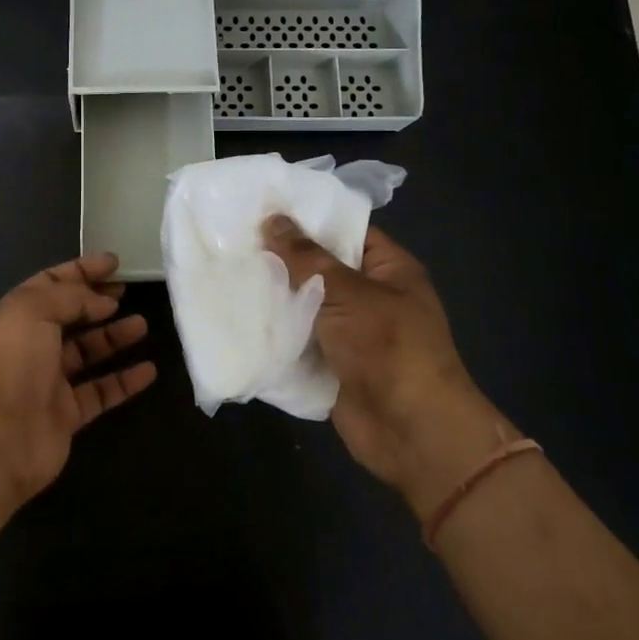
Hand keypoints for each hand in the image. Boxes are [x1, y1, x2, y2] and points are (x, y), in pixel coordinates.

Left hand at [0, 253, 157, 508]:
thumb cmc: (12, 363)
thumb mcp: (33, 310)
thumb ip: (70, 297)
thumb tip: (104, 301)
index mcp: (16, 315)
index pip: (51, 283)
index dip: (81, 270)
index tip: (114, 263)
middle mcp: (31, 345)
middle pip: (69, 316)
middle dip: (97, 301)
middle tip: (128, 290)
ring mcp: (48, 381)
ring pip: (87, 353)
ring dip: (114, 337)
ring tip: (143, 324)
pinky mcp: (66, 414)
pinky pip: (101, 391)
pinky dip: (124, 381)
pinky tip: (149, 370)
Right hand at [262, 217, 517, 519]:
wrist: (411, 432)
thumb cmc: (388, 348)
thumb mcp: (347, 292)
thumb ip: (306, 257)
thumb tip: (273, 219)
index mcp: (389, 270)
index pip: (347, 230)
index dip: (309, 219)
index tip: (264, 207)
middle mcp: (370, 297)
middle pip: (321, 269)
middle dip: (282, 258)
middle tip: (234, 238)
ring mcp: (350, 334)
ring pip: (305, 306)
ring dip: (274, 296)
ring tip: (227, 270)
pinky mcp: (331, 365)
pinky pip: (298, 340)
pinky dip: (274, 333)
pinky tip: (236, 314)